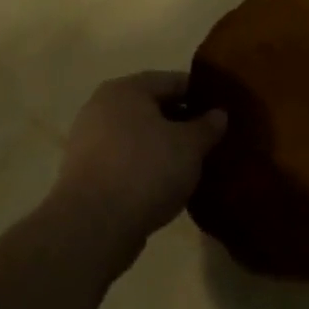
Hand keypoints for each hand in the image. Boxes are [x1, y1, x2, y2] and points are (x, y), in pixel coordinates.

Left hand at [56, 72, 227, 241]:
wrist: (93, 227)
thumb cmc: (146, 170)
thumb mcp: (190, 145)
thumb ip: (207, 126)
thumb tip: (218, 114)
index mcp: (126, 89)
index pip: (173, 81)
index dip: (202, 95)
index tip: (223, 112)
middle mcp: (102, 108)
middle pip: (153, 108)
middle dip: (182, 122)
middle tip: (211, 140)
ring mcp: (89, 142)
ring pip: (139, 137)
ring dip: (164, 147)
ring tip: (192, 165)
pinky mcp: (85, 175)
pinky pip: (126, 161)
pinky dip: (146, 168)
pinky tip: (167, 184)